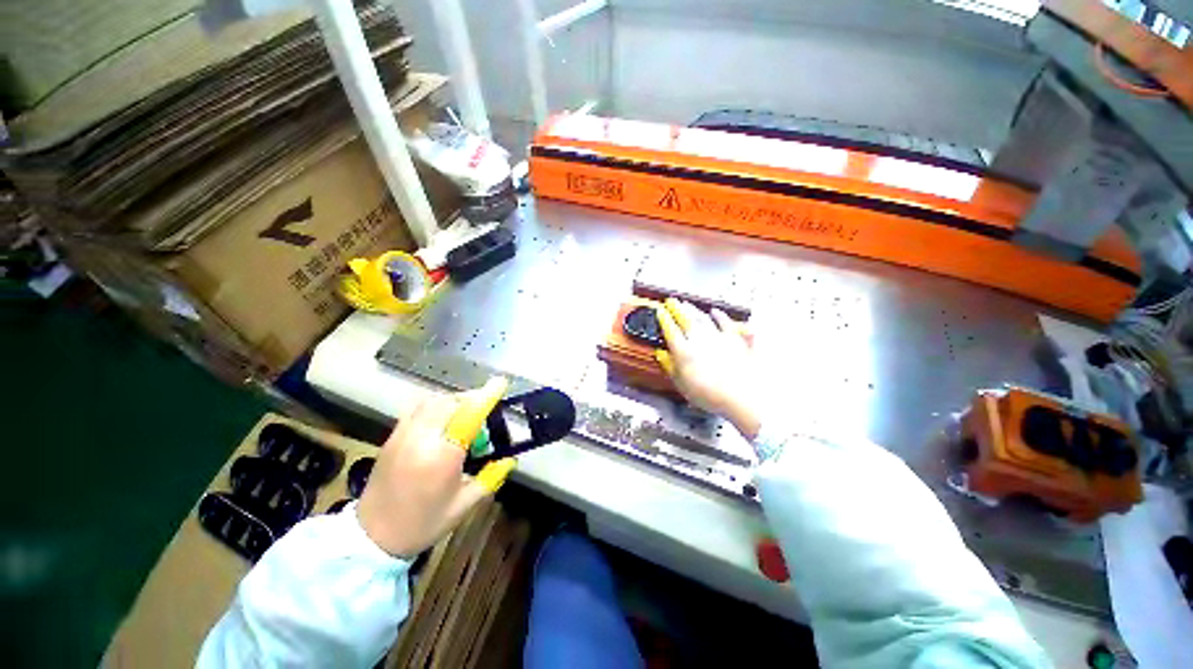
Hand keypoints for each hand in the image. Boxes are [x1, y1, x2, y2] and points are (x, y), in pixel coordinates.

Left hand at [357, 378, 514, 556]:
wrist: (371, 538)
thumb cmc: (423, 523)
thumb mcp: (464, 505)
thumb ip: (491, 477)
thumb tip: (510, 458)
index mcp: (443, 457)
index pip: (468, 415)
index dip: (486, 396)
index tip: (501, 383)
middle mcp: (421, 439)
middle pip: (450, 402)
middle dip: (471, 399)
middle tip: (485, 411)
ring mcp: (403, 435)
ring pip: (432, 401)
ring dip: (453, 402)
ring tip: (464, 416)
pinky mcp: (392, 436)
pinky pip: (417, 408)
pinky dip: (435, 406)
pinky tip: (442, 422)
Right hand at [655, 298, 763, 438]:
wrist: (742, 396)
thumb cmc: (710, 394)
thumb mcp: (681, 385)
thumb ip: (670, 366)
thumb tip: (661, 355)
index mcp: (684, 350)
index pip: (670, 329)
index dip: (664, 319)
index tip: (660, 311)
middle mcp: (699, 339)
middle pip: (686, 318)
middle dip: (677, 308)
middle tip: (672, 301)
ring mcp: (718, 337)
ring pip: (703, 318)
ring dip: (694, 309)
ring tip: (687, 304)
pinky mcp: (735, 339)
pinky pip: (725, 322)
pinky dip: (720, 315)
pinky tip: (715, 311)